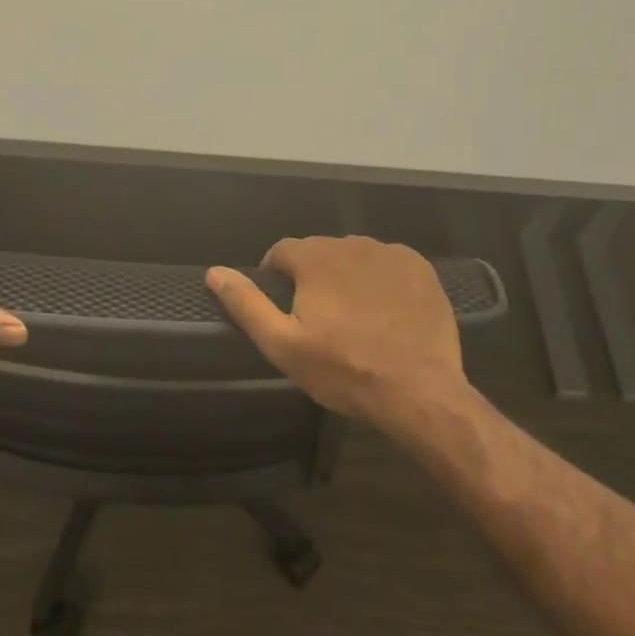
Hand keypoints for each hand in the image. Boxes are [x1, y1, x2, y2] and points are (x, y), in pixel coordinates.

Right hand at [205, 235, 469, 435]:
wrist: (419, 392)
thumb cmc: (344, 370)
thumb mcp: (283, 345)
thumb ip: (247, 304)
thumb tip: (214, 272)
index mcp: (316, 257)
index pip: (282, 251)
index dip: (276, 277)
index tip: (284, 307)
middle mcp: (352, 243)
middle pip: (319, 252)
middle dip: (313, 277)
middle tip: (319, 319)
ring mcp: (390, 253)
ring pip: (354, 257)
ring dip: (347, 277)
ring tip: (354, 317)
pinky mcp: (419, 268)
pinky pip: (387, 265)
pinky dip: (380, 280)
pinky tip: (385, 312)